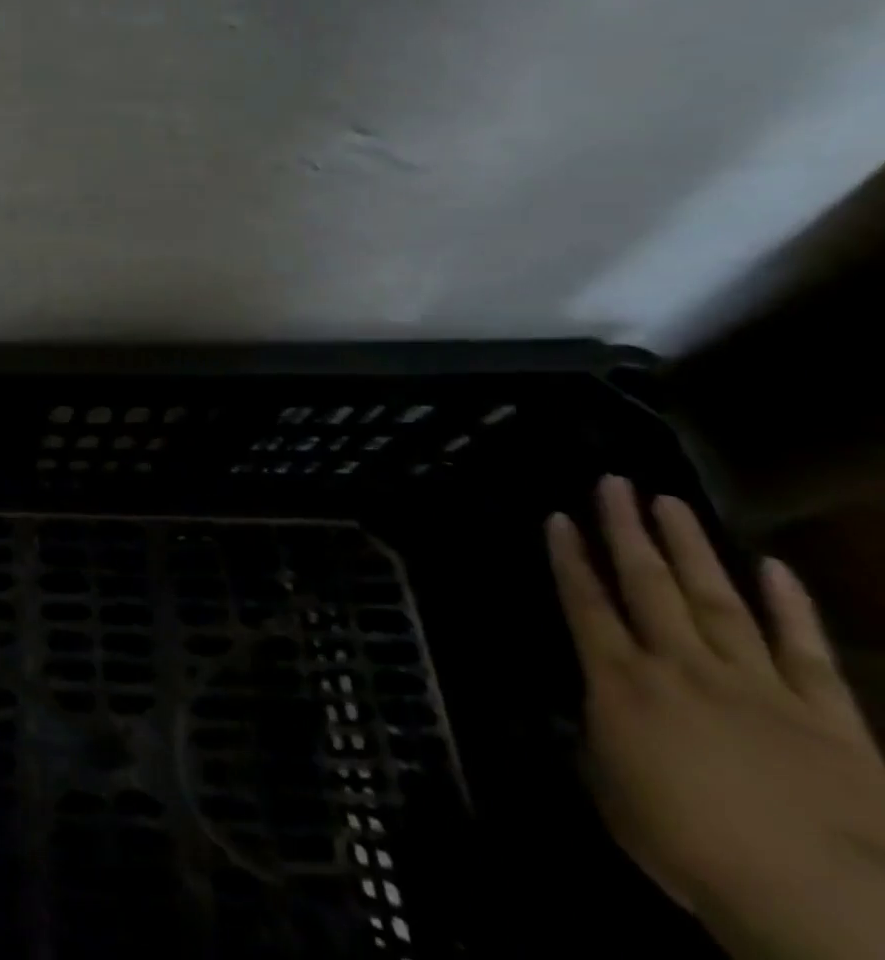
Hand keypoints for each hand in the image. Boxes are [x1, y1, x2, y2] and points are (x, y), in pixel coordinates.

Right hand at [549, 476, 884, 959]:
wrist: (822, 904)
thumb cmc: (691, 848)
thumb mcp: (614, 795)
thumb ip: (601, 742)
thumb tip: (598, 717)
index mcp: (622, 682)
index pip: (584, 603)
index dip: (568, 558)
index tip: (558, 518)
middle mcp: (681, 666)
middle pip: (647, 584)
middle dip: (626, 530)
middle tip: (615, 482)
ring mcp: (758, 686)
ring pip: (716, 599)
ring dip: (691, 548)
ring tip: (671, 502)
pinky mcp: (828, 717)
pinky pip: (805, 650)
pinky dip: (790, 606)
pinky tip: (774, 566)